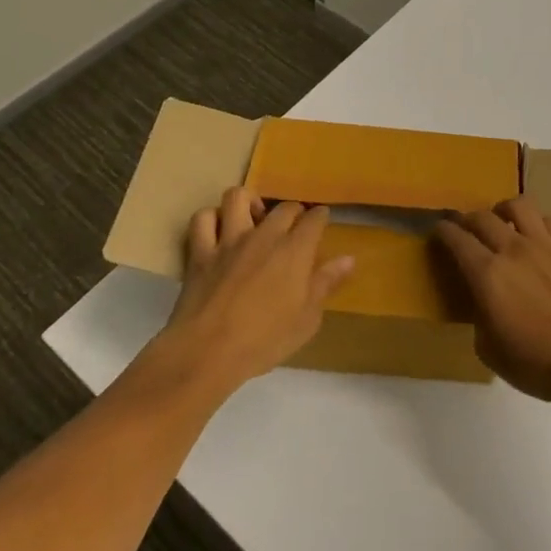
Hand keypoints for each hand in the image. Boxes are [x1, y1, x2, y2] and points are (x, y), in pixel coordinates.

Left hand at [151, 188, 354, 393]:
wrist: (209, 352)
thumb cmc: (265, 340)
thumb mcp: (306, 319)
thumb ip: (326, 283)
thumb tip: (349, 259)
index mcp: (295, 250)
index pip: (314, 219)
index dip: (320, 216)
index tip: (321, 220)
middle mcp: (264, 235)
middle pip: (283, 206)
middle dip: (293, 211)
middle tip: (293, 226)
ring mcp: (229, 240)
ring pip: (238, 197)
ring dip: (248, 202)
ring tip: (253, 218)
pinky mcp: (200, 252)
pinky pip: (202, 220)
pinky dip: (211, 219)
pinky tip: (218, 231)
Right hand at [433, 195, 550, 409]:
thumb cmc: (537, 364)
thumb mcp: (490, 350)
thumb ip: (479, 316)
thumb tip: (483, 301)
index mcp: (487, 275)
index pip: (457, 239)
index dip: (443, 231)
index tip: (438, 230)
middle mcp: (513, 250)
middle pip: (482, 218)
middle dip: (467, 220)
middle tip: (465, 230)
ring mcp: (544, 245)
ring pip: (518, 206)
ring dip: (502, 210)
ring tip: (501, 221)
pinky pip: (549, 221)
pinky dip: (537, 224)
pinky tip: (536, 237)